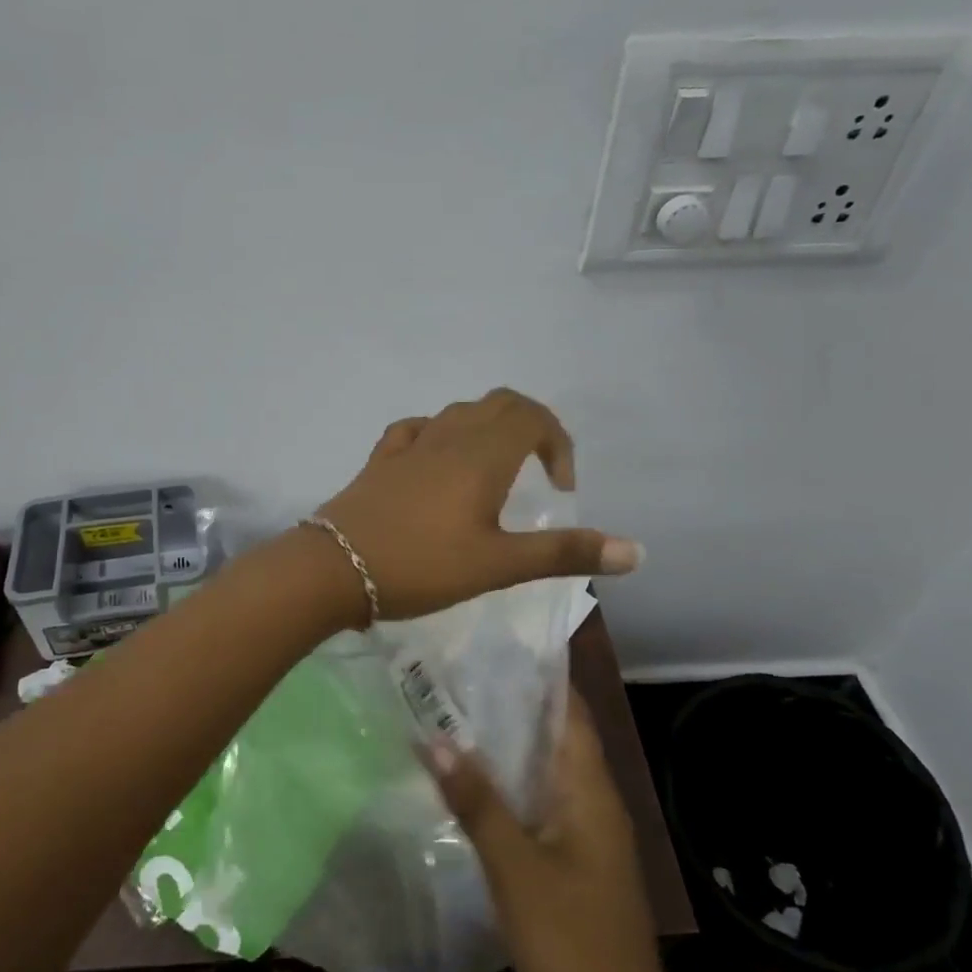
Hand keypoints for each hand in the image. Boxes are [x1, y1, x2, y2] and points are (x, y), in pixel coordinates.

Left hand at [313, 388, 641, 622]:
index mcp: (483, 454)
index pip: (533, 416)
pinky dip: (441, 434)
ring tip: (495, 470)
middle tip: (539, 469)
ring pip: (459, 412)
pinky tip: (437, 461)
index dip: (558, 441)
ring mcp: (411, 444)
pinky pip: (418, 429)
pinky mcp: (381, 459)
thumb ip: (565, 553)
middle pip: (499, 404)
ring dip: (487, 428)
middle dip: (529, 425)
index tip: (561, 486)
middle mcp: (449, 436)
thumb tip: (637, 551)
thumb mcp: (499, 564)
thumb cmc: (422, 565)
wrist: (335, 567)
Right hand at [428, 690, 673, 971]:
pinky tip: (471, 783)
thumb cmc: (572, 943)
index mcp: (591, 788)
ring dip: (507, 745)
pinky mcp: (575, 861)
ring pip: (544, 770)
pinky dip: (509, 784)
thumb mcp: (515, 867)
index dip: (539, 673)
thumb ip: (476, 800)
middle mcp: (594, 800)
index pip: (570, 709)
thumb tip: (433, 737)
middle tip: (457, 675)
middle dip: (511, 704)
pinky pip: (540, 802)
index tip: (494, 644)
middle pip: (554, 735)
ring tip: (454, 714)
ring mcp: (586, 832)